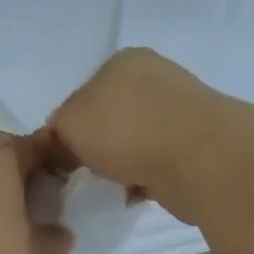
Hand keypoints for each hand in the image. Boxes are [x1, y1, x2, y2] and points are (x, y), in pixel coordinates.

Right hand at [44, 49, 227, 222]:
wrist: (198, 157)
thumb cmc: (125, 130)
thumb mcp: (67, 123)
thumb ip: (55, 131)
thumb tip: (63, 149)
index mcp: (123, 61)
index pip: (81, 95)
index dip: (67, 129)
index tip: (63, 158)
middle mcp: (154, 77)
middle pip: (109, 118)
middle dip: (97, 147)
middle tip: (84, 174)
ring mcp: (180, 109)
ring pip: (134, 142)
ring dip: (121, 164)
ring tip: (112, 186)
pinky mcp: (198, 143)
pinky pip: (157, 162)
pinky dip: (144, 178)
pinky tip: (136, 192)